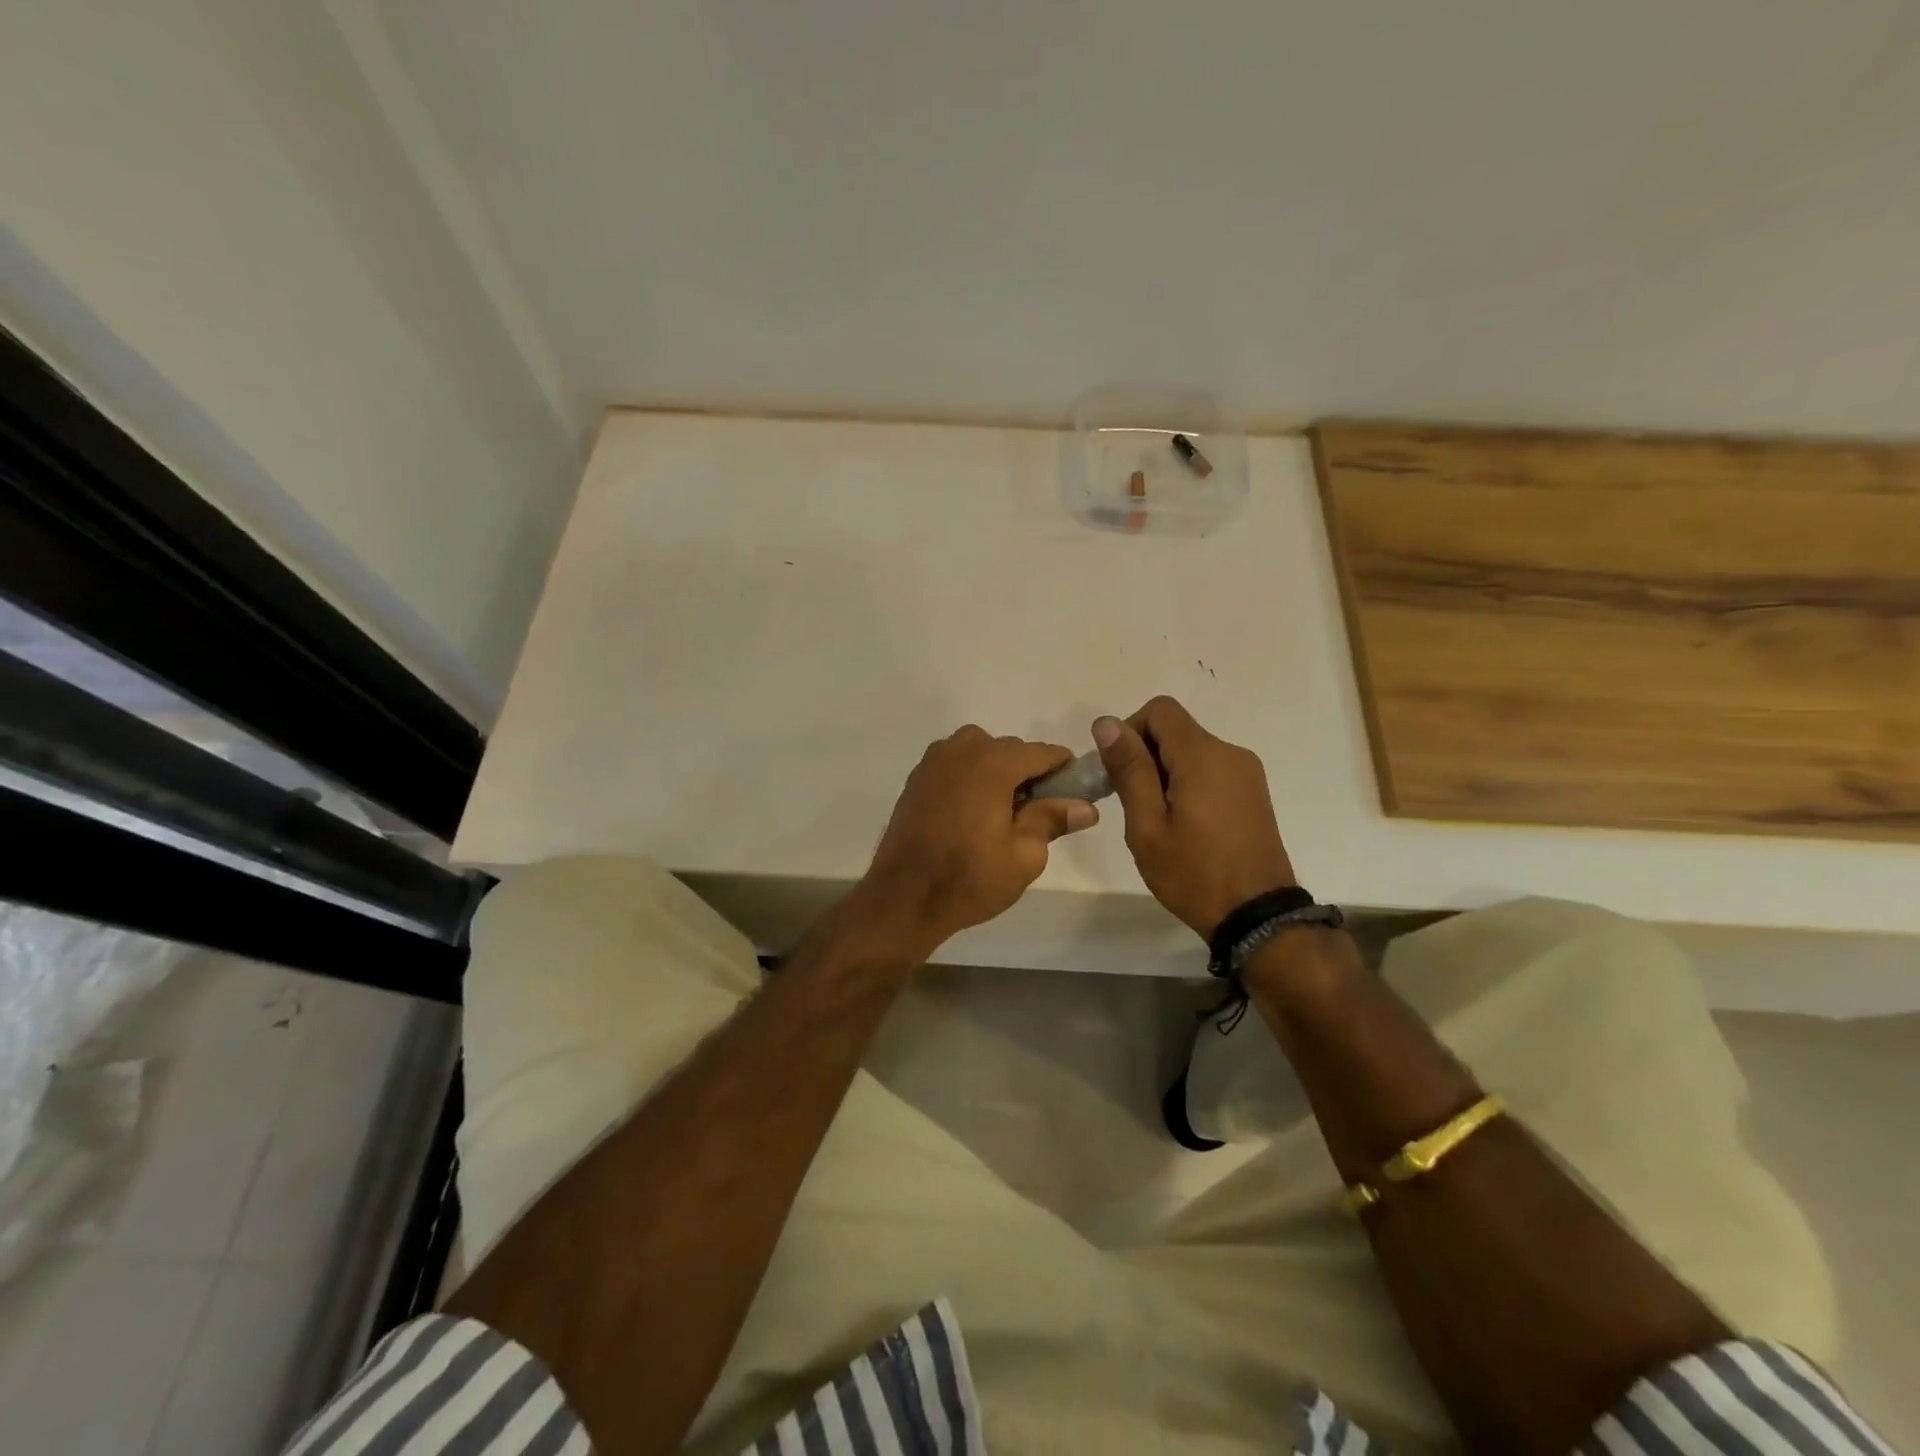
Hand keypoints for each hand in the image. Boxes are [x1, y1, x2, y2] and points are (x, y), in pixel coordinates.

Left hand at [857, 726, 1097, 954]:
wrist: (903, 898)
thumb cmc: (969, 878)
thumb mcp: (1024, 856)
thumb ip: (1053, 820)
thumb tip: (1086, 807)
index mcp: (993, 762)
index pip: (1043, 752)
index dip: (1065, 772)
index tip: (1074, 797)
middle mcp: (962, 749)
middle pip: (1011, 750)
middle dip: (1029, 775)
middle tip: (1037, 816)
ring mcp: (934, 760)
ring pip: (982, 753)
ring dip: (998, 773)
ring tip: (1002, 814)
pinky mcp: (917, 777)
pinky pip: (957, 764)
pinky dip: (972, 778)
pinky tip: (972, 813)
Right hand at [1093, 696, 1295, 938]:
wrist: (1257, 917)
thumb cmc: (1193, 873)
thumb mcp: (1147, 825)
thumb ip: (1129, 769)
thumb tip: (1107, 722)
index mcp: (1203, 756)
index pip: (1159, 710)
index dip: (1130, 730)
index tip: (1119, 771)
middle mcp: (1230, 752)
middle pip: (1175, 729)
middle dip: (1145, 754)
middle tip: (1132, 802)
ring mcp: (1247, 773)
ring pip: (1192, 750)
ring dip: (1165, 771)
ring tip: (1157, 819)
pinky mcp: (1253, 792)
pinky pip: (1211, 769)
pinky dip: (1188, 782)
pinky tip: (1184, 824)